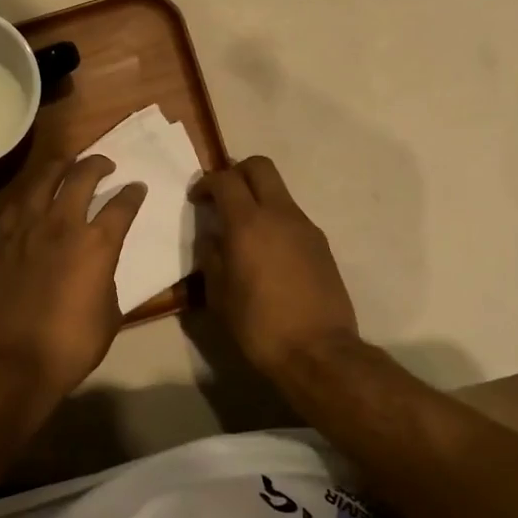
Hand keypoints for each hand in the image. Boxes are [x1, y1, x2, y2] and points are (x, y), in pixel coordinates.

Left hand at [0, 155, 146, 413]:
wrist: (15, 359)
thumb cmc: (72, 343)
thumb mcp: (110, 313)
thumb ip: (108, 278)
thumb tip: (100, 266)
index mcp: (96, 243)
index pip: (121, 205)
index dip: (133, 194)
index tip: (137, 188)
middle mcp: (62, 225)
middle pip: (81, 177)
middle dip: (98, 164)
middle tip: (105, 164)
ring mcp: (28, 229)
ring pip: (44, 180)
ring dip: (60, 166)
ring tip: (68, 163)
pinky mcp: (2, 239)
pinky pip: (17, 205)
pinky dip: (31, 194)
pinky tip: (34, 196)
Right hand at [191, 156, 358, 375]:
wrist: (319, 351)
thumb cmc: (258, 324)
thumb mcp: (218, 294)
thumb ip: (211, 257)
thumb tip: (212, 238)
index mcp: (248, 223)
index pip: (225, 179)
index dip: (206, 182)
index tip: (197, 199)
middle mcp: (280, 214)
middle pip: (259, 166)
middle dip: (236, 172)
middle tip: (222, 197)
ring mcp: (305, 227)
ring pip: (279, 191)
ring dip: (258, 198)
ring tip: (243, 231)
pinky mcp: (321, 244)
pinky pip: (292, 217)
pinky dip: (274, 220)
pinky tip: (266, 253)